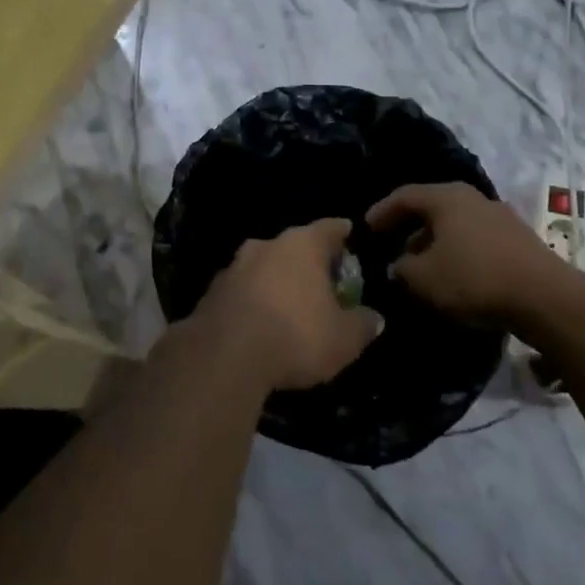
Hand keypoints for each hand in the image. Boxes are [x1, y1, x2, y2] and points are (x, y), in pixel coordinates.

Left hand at [192, 218, 383, 392]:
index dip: (341, 233)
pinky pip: (241, 291)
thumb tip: (373, 317)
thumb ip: (362, 323)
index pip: (329, 228)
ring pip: (263, 267)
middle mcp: (266, 245)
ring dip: (276, 281)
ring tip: (289, 305)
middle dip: (307, 262)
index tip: (348, 234)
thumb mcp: (344, 339)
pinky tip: (259, 324)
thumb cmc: (296, 336)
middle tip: (322, 281)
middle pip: (293, 247)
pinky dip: (253, 301)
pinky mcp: (210, 293)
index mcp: (302, 245)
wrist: (224, 355)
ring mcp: (233, 266)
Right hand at [366, 182, 576, 340]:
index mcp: (446, 197)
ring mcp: (500, 217)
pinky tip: (454, 274)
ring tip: (421, 266)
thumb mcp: (423, 278)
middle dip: (409, 227)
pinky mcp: (518, 240)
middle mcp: (473, 198)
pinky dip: (458, 251)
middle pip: (432, 207)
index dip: (381, 211)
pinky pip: (475, 239)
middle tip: (392, 246)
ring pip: (455, 224)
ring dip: (434, 242)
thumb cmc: (474, 278)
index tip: (366, 228)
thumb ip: (401, 269)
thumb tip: (398, 265)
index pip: (404, 196)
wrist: (547, 299)